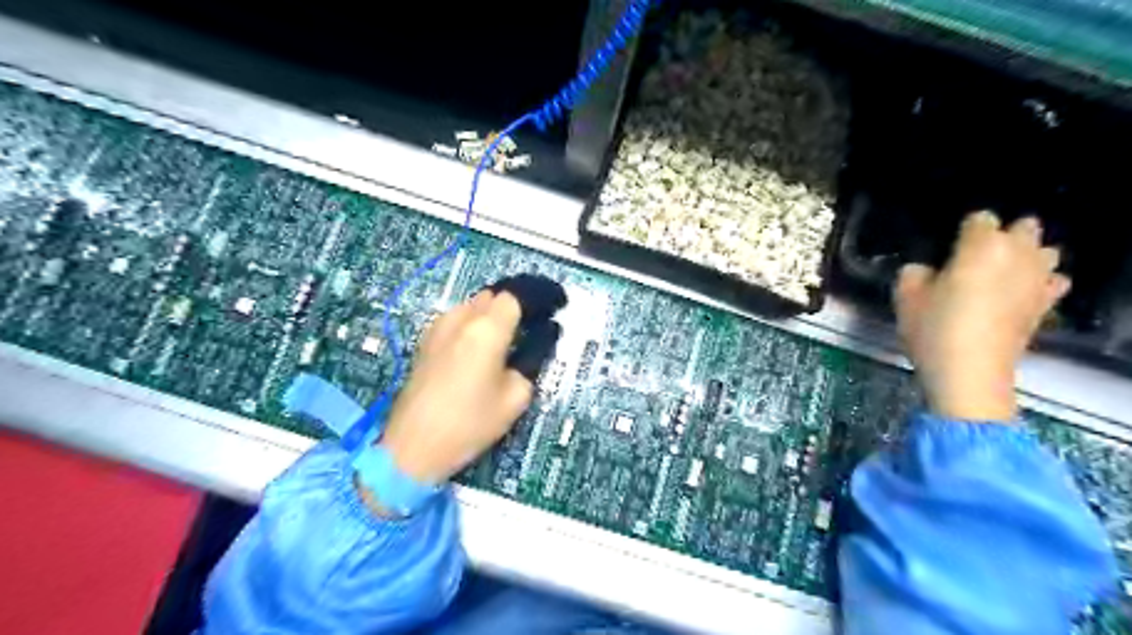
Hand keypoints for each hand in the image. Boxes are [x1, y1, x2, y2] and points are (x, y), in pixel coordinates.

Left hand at [378, 291, 540, 482]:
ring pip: (473, 304)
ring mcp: (439, 327)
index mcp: (487, 329)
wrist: (413, 446)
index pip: (517, 296)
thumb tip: (541, 338)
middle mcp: (461, 318)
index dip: (539, 299)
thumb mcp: (516, 397)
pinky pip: (457, 319)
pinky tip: (478, 348)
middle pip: (494, 295)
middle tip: (533, 327)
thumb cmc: (470, 424)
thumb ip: (532, 360)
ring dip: (492, 313)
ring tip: (506, 338)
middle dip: (516, 305)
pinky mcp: (426, 341)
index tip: (554, 309)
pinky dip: (473, 323)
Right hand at [893, 210, 1072, 420]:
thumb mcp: (905, 296)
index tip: (948, 249)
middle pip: (1024, 228)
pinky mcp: (1046, 305)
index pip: (979, 219)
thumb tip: (928, 271)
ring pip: (1046, 252)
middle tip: (975, 257)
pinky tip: (1019, 294)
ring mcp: (1037, 280)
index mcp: (981, 246)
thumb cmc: (934, 329)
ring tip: (999, 273)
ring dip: (1026, 256)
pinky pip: (1053, 281)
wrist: (969, 373)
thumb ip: (915, 273)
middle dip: (1003, 236)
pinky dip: (1040, 282)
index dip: (962, 231)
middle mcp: (1018, 255)